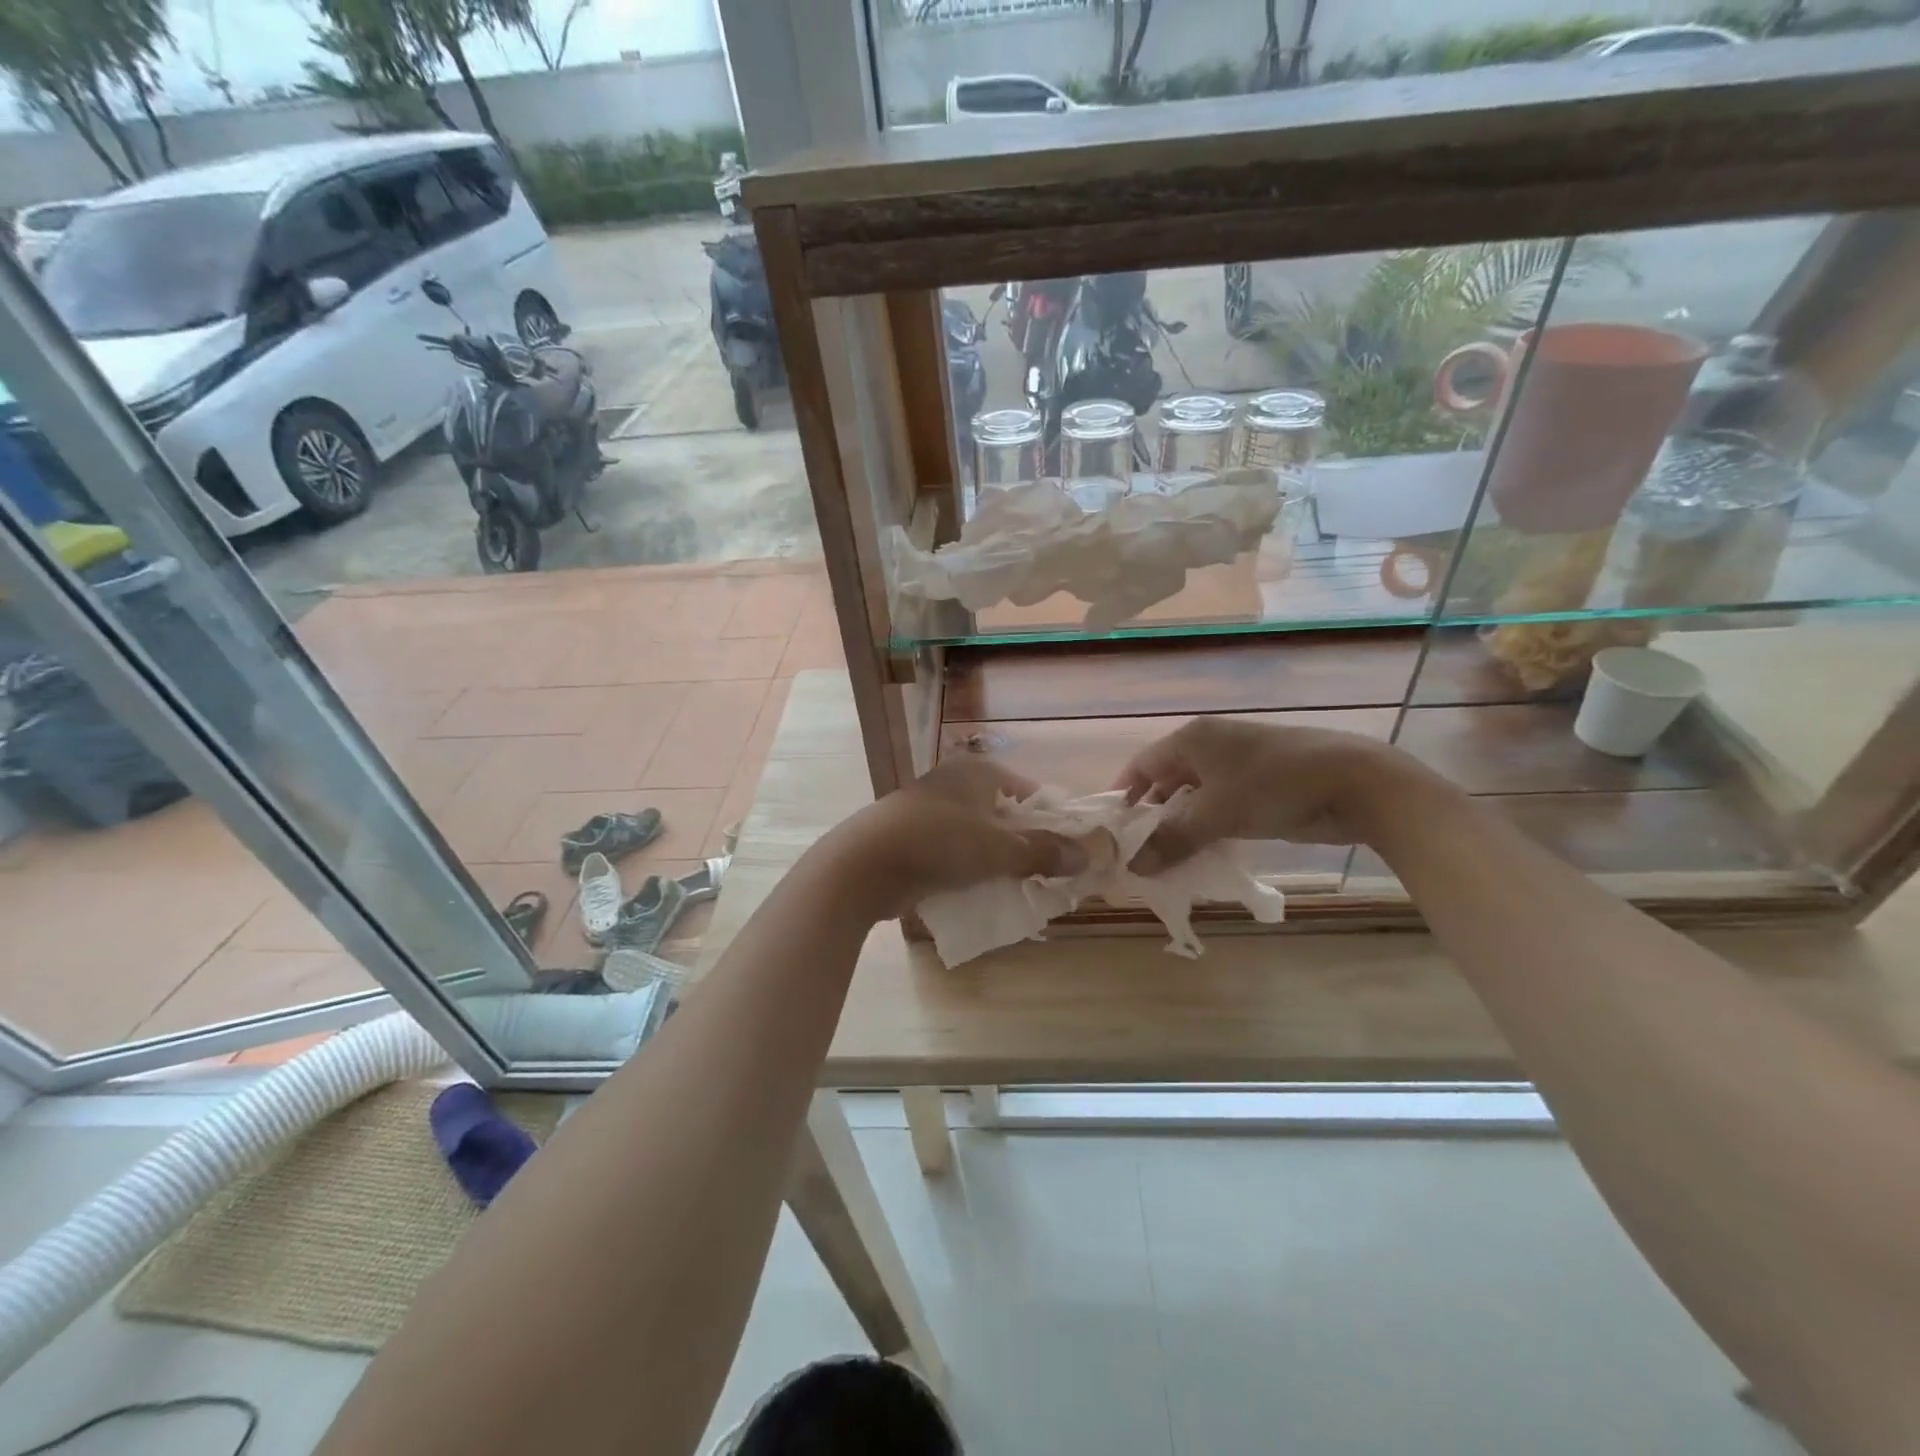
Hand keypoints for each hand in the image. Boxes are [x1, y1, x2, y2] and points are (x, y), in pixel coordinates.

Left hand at [828, 757, 1086, 918]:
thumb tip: (1089, 855)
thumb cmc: (938, 843)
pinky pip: (955, 854)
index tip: (1070, 853)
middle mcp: (955, 784)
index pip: (1029, 792)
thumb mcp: (999, 848)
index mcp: (978, 772)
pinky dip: (971, 871)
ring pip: (980, 837)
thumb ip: (1045, 851)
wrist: (863, 866)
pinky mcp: (914, 839)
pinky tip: (983, 894)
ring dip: (999, 862)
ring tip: (1021, 890)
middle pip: (1005, 815)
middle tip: (1049, 877)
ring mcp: (931, 811)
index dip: (1053, 820)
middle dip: (1027, 846)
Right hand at [1115, 717, 1429, 873]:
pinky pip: (1219, 808)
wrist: (1355, 783)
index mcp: (1192, 739)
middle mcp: (1209, 746)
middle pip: (1166, 782)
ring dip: (1180, 827)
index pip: (1141, 766)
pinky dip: (1207, 829)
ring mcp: (1237, 765)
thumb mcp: (1216, 814)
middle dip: (1152, 818)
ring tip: (1166, 861)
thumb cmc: (1274, 786)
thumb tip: (1132, 867)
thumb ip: (1171, 840)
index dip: (1124, 797)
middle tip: (1138, 854)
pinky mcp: (1259, 786)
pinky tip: (1203, 855)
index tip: (1112, 833)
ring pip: (1194, 798)